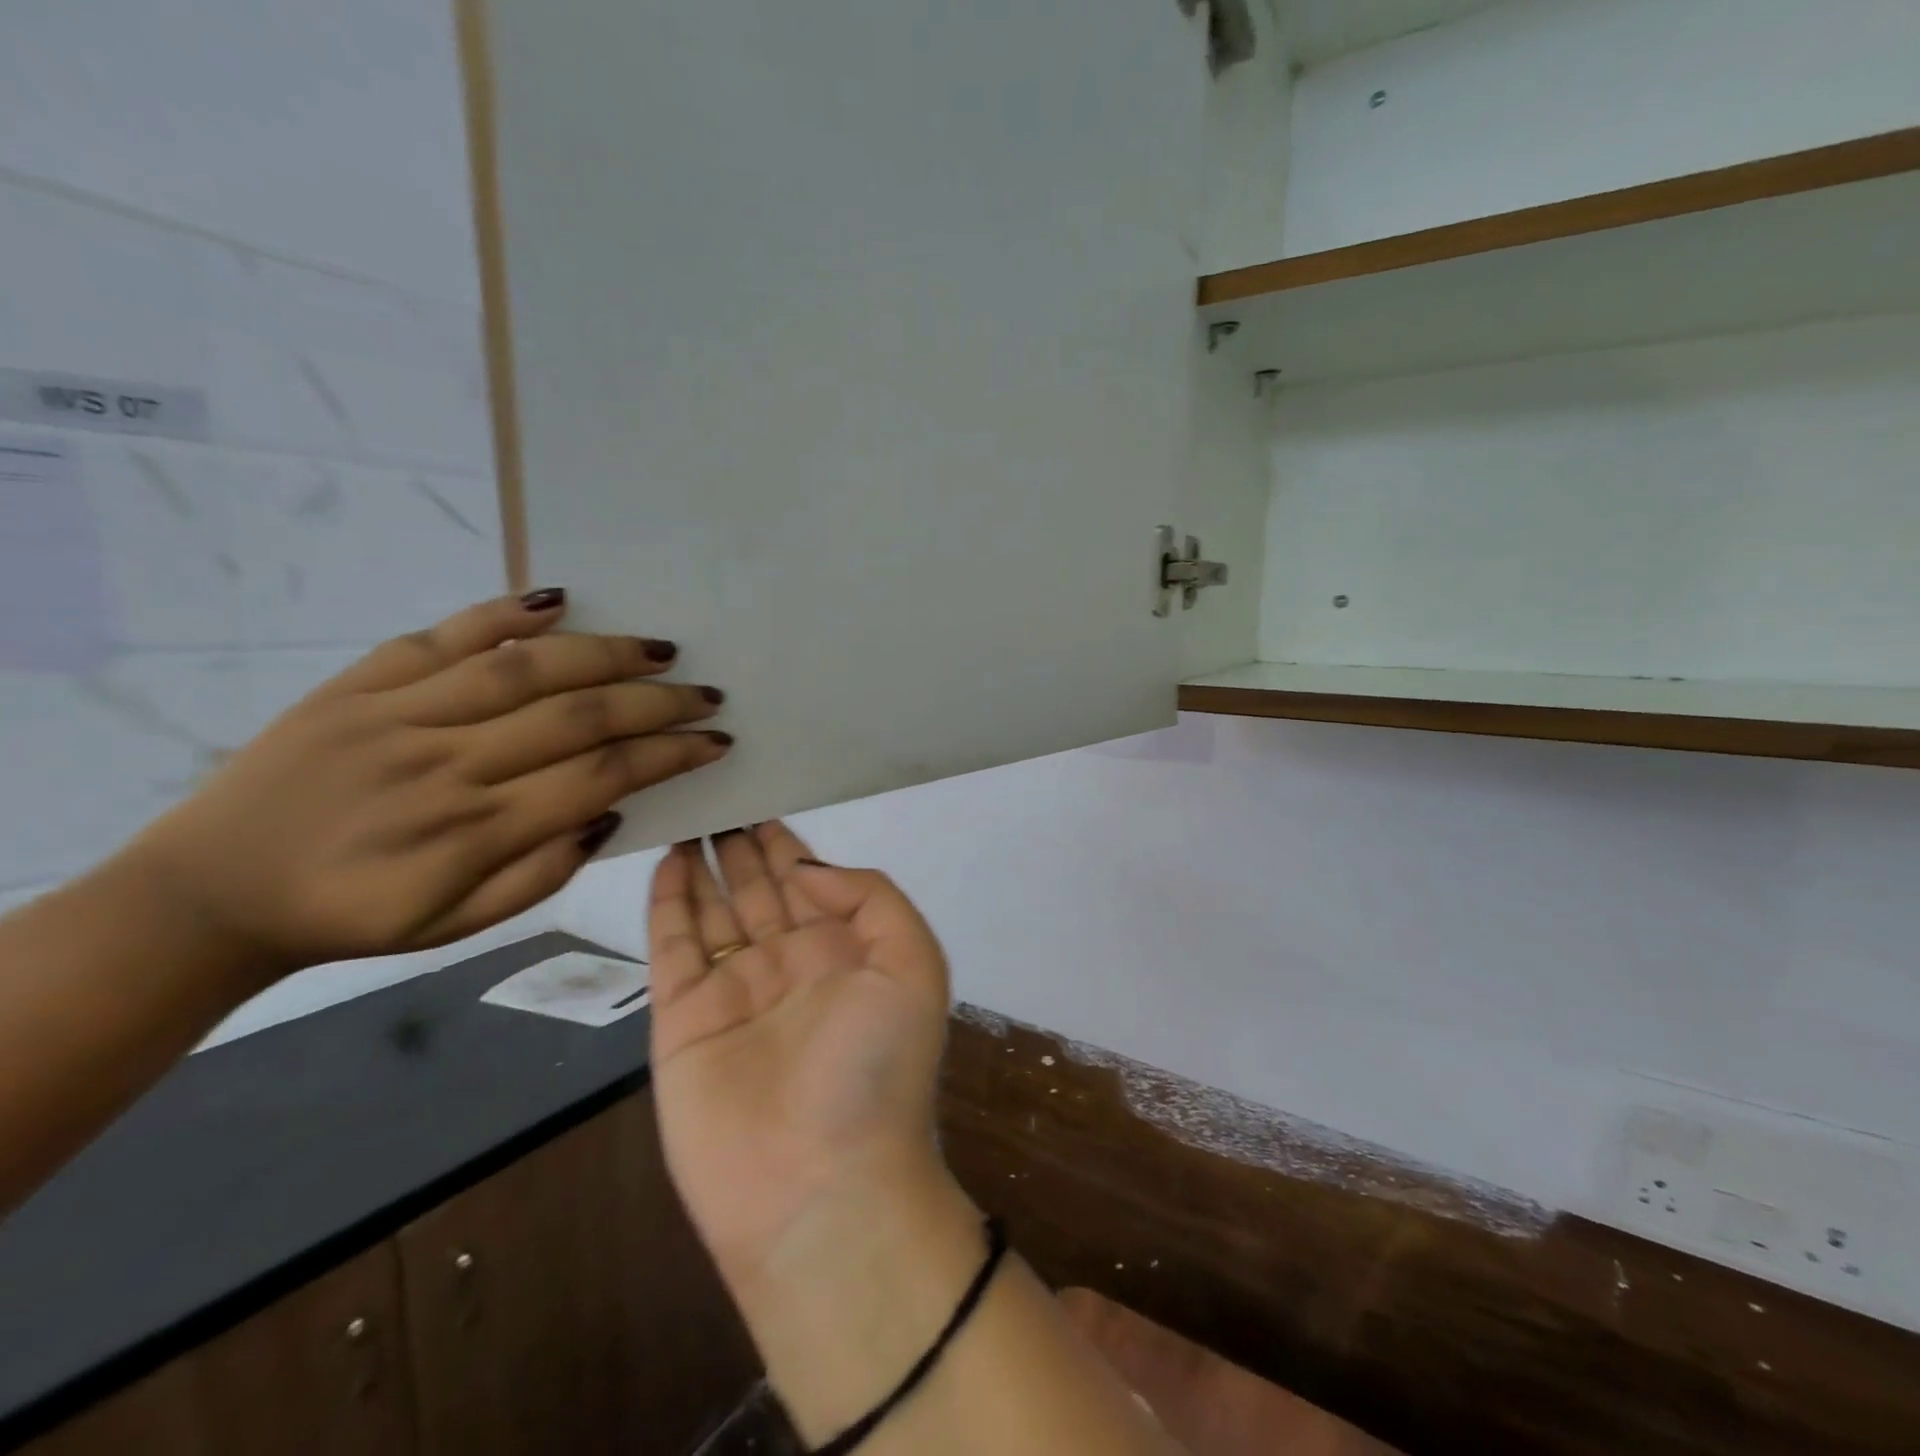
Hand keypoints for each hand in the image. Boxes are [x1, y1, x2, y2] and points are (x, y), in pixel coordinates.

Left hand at [115, 589, 731, 983]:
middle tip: (706, 694)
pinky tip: (558, 600)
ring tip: (659, 649)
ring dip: (604, 653)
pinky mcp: (357, 685)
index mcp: (474, 831)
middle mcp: (445, 764)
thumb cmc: (352, 915)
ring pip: (524, 669)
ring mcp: (398, 715)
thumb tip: (611, 813)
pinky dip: (503, 614)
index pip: (601, 776)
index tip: (714, 741)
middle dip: (657, 702)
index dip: (669, 754)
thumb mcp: (457, 926)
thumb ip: (542, 873)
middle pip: (577, 717)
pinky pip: (441, 638)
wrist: (208, 894)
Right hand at [647, 823, 953, 1292]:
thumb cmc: (876, 1067)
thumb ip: (870, 898)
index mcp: (844, 952)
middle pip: (759, 887)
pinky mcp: (682, 1019)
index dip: (789, 841)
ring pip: (714, 908)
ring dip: (703, 863)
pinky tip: (665, 860)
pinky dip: (668, 903)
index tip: (767, 794)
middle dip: (741, 844)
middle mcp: (789, 964)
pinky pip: (672, 947)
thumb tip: (806, 867)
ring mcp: (734, 989)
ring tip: (688, 812)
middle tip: (719, 790)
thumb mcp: (912, 964)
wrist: (821, 1187)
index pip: (810, 880)